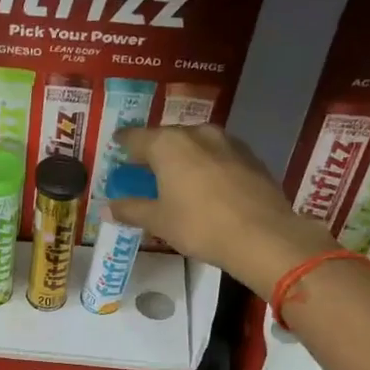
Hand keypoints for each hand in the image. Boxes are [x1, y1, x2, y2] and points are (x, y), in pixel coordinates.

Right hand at [111, 125, 338, 297]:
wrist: (263, 236)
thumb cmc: (200, 226)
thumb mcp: (158, 221)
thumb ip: (131, 209)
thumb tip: (106, 208)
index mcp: (168, 144)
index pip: (135, 137)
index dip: (123, 143)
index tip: (116, 146)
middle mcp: (197, 133)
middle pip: (167, 136)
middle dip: (154, 150)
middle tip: (144, 168)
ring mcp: (228, 142)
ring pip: (195, 143)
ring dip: (182, 156)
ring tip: (176, 176)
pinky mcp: (250, 156)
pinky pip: (217, 155)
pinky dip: (206, 164)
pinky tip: (206, 184)